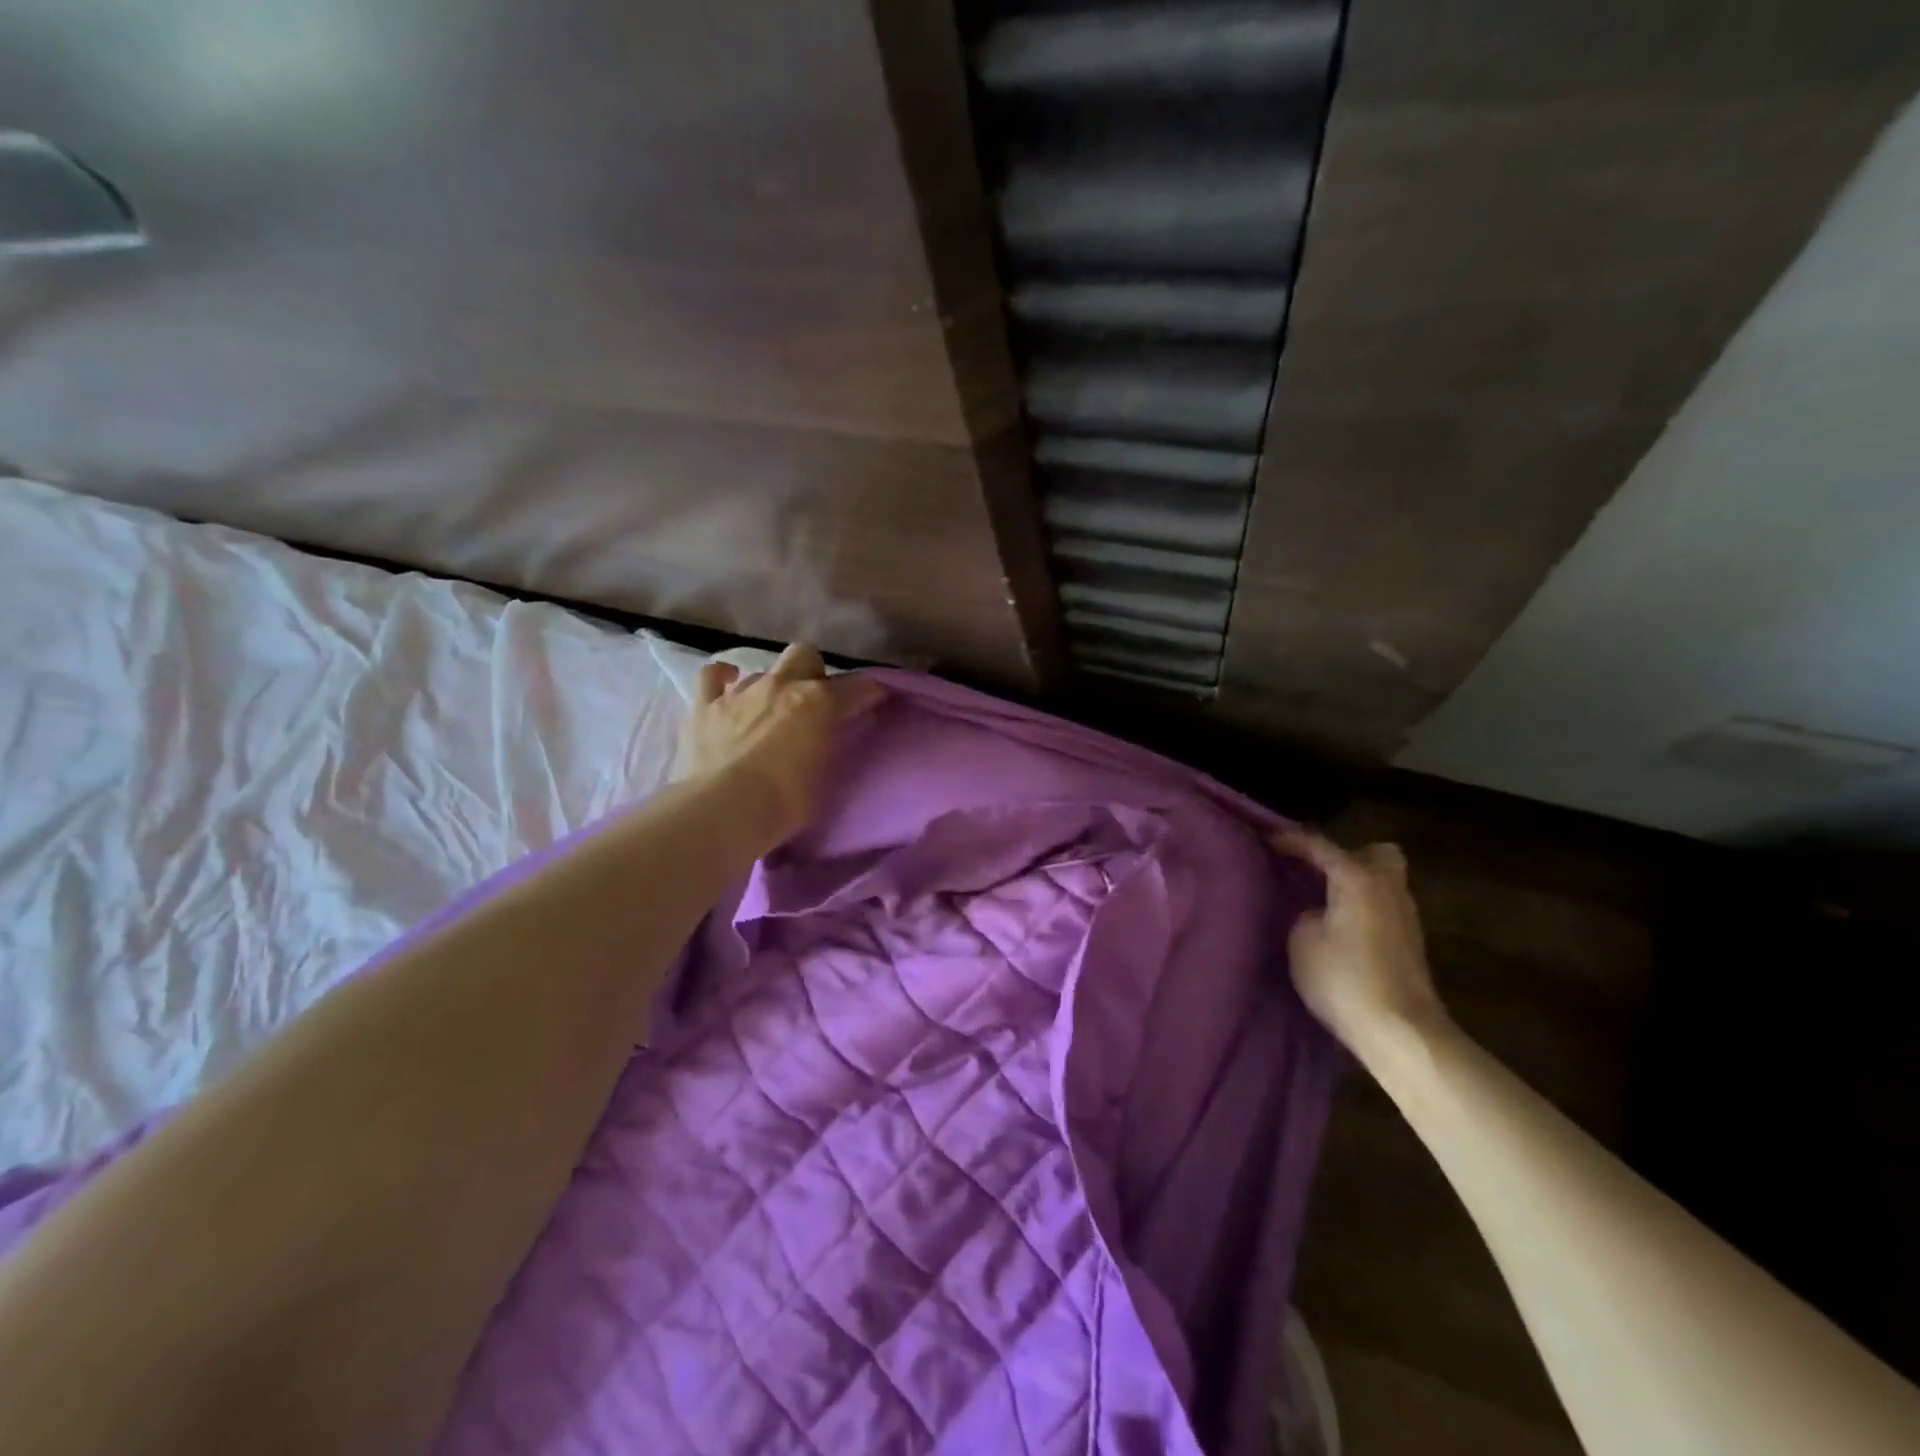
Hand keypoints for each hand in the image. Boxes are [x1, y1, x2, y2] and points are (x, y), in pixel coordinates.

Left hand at [673, 644, 883, 852]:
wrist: (727, 809)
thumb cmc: (788, 801)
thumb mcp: (827, 774)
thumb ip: (834, 742)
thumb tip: (841, 727)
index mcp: (819, 701)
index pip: (856, 686)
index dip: (868, 692)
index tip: (873, 702)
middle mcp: (782, 685)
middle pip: (805, 655)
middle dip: (812, 672)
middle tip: (813, 703)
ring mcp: (741, 691)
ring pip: (763, 670)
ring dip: (771, 687)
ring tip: (770, 711)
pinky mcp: (706, 706)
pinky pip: (712, 676)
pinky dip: (722, 679)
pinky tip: (727, 687)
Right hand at [1273, 825, 1446, 1053]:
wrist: (1401, 1032)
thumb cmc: (1344, 977)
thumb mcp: (1302, 939)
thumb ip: (1305, 912)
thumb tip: (1316, 910)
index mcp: (1358, 877)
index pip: (1319, 846)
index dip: (1289, 840)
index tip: (1265, 838)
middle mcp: (1387, 887)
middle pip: (1373, 854)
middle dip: (1345, 856)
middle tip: (1314, 870)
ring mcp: (1404, 916)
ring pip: (1381, 882)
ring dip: (1353, 884)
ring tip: (1319, 899)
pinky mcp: (1408, 943)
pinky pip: (1381, 907)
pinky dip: (1360, 907)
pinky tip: (1337, 925)